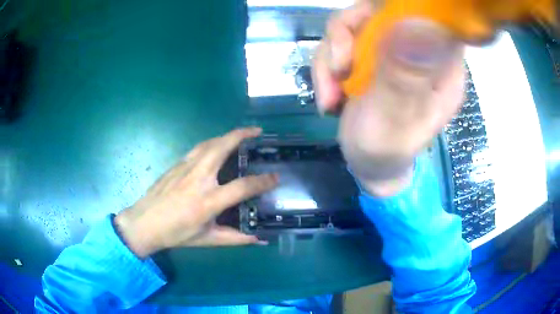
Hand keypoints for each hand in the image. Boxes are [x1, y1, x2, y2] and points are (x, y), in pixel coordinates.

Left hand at [115, 127, 277, 257]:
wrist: (145, 223)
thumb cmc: (176, 234)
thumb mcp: (207, 239)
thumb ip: (235, 238)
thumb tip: (259, 239)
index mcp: (207, 201)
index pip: (242, 186)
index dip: (262, 181)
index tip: (276, 177)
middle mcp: (198, 178)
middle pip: (222, 147)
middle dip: (242, 135)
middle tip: (258, 131)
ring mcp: (185, 168)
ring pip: (209, 143)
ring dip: (227, 135)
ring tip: (240, 134)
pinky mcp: (176, 164)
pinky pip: (198, 148)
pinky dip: (212, 142)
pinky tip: (216, 146)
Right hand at [313, 2, 464, 196]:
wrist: (366, 163)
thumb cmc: (386, 151)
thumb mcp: (393, 120)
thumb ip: (403, 78)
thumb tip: (416, 25)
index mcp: (442, 66)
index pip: (432, 15)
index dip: (401, 7)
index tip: (371, 27)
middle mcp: (420, 50)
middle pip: (382, 9)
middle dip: (348, 34)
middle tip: (339, 68)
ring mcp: (394, 49)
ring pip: (356, 22)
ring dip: (332, 54)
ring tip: (329, 94)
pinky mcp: (372, 53)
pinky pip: (342, 38)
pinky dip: (327, 63)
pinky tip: (329, 92)